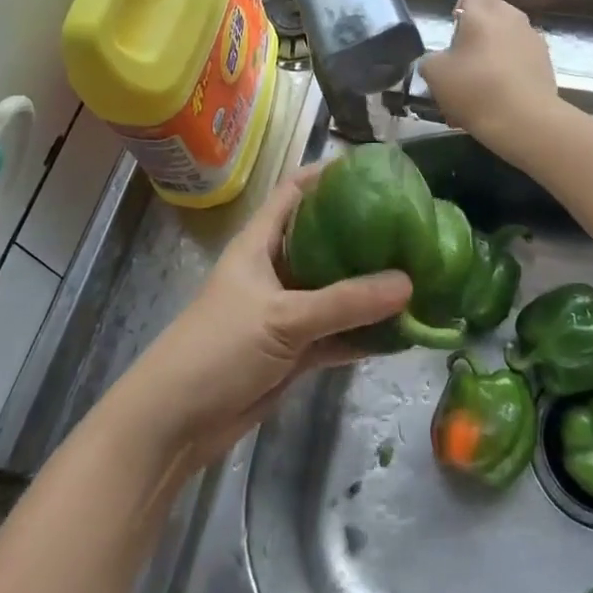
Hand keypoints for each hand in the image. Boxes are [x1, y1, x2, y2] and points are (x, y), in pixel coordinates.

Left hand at [117, 165, 412, 468]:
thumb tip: (408, 282)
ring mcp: (286, 311)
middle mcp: (275, 269)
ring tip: (418, 273)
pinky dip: (364, 333)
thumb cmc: (219, 348)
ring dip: (369, 288)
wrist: (174, 423)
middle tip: (411, 224)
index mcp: (260, 242)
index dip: (328, 175)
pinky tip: (402, 331)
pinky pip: (337, 333)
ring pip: (335, 291)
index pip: (295, 191)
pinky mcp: (294, 351)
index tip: (373, 169)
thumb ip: (345, 301)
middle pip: (324, 239)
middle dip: (363, 233)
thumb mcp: (284, 317)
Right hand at [420, 0, 560, 156]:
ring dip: (493, 55)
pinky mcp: (546, 66)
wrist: (525, 122)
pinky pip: (520, 62)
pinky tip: (495, 102)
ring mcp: (534, 41)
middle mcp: (513, 17)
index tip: (460, 17)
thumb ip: (432, 60)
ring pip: (507, 40)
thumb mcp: (435, 74)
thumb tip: (438, 61)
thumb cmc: (475, 88)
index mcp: (485, 10)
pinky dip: (508, 74)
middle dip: (478, 33)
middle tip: (461, 63)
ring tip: (478, 89)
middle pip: (494, 13)